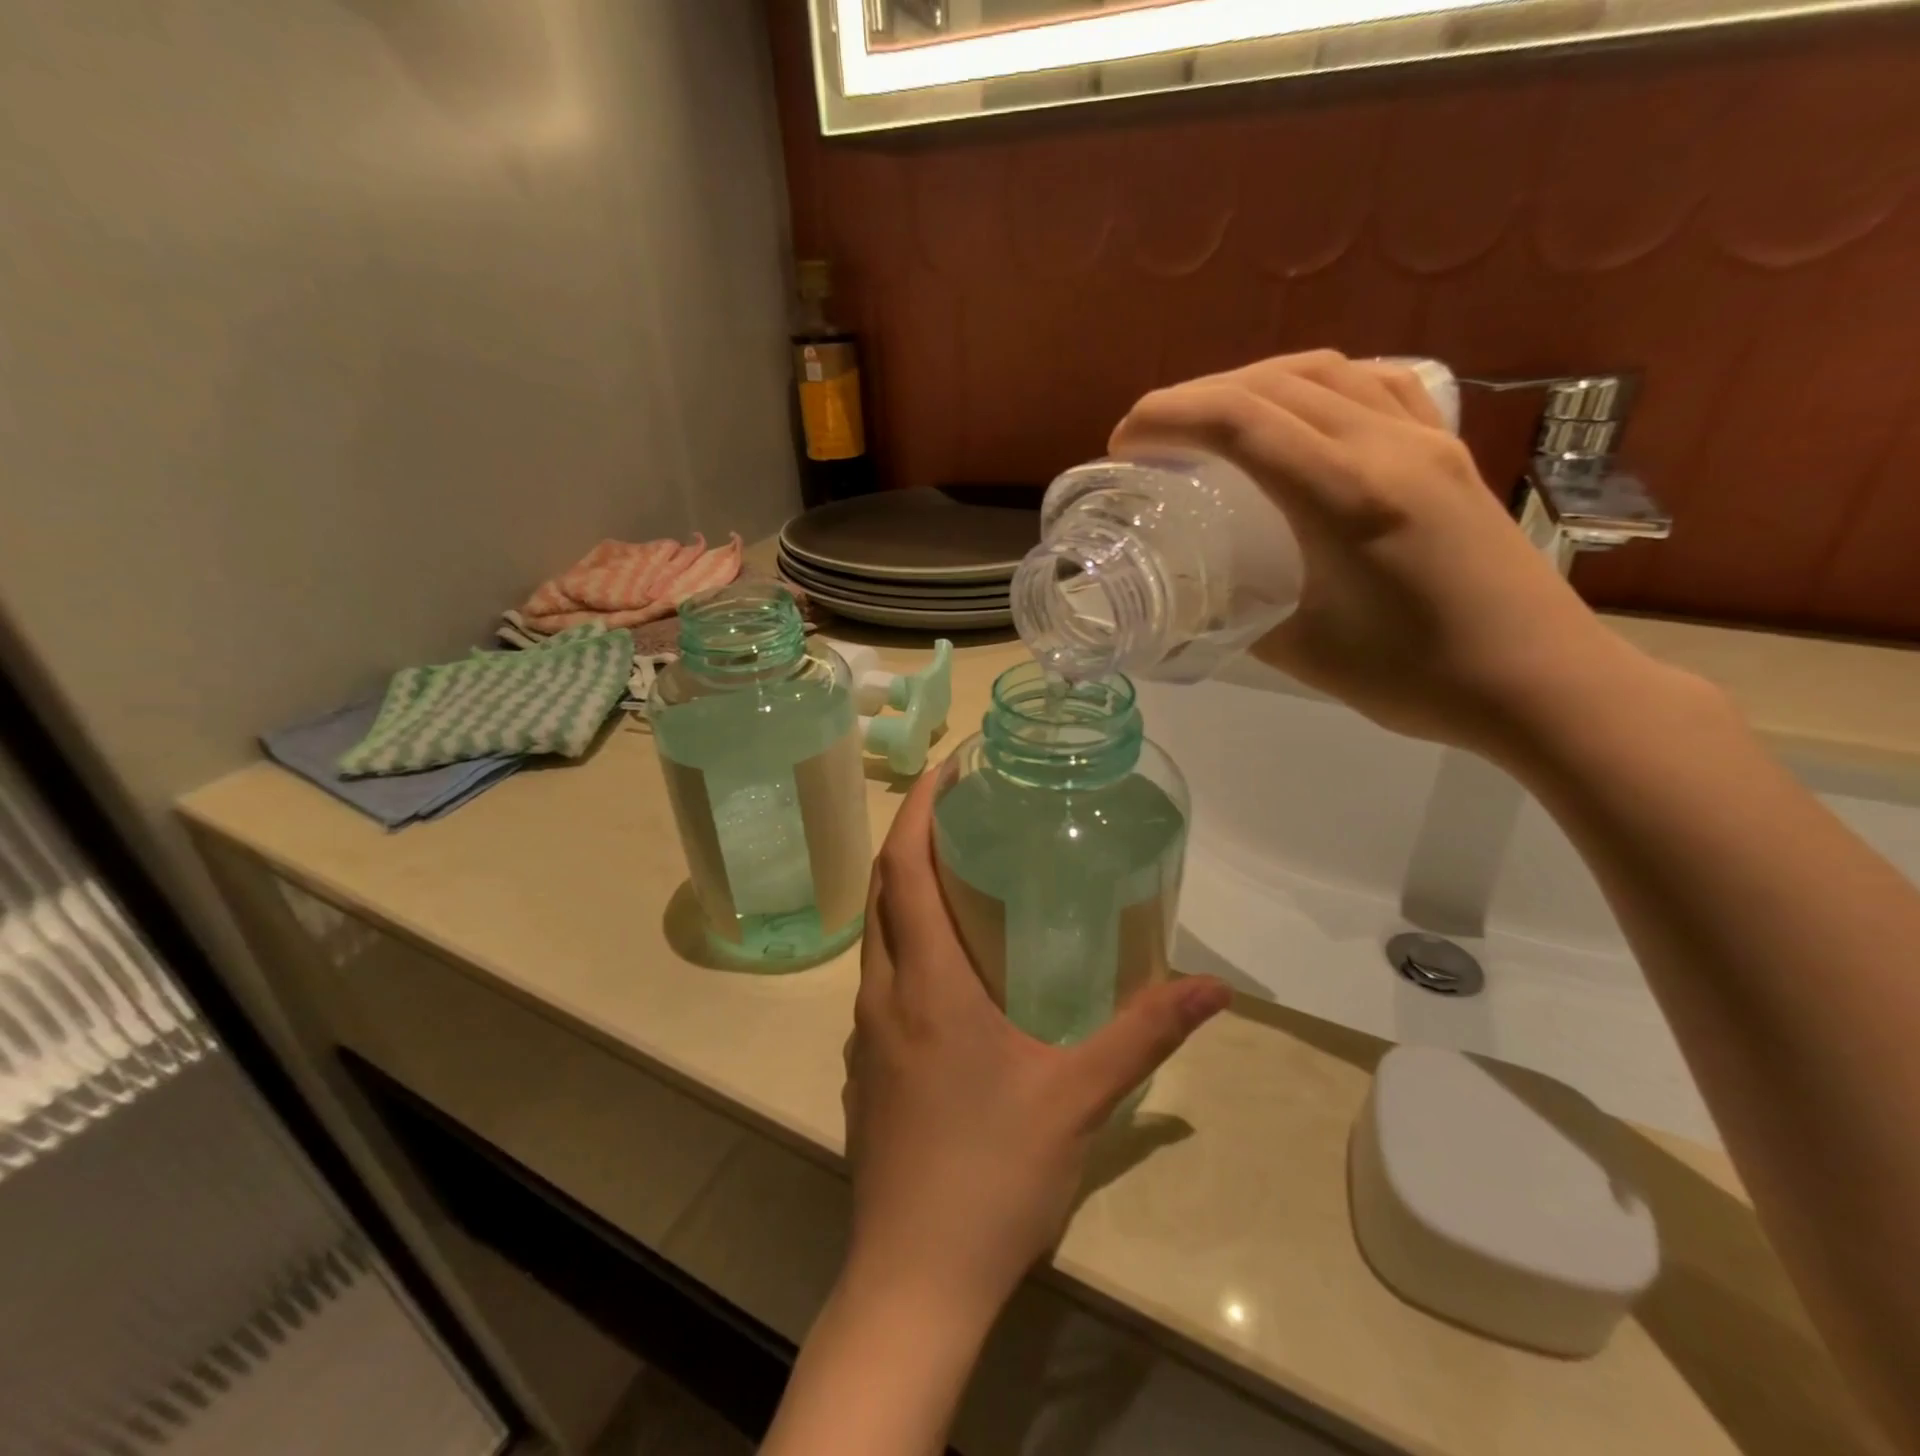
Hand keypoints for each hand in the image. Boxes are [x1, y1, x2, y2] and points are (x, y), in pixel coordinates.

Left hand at [842, 772, 1230, 1319]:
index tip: (948, 768)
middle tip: (961, 812)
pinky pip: (879, 983)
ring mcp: (864, 1035)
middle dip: (913, 840)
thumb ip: (1147, 1031)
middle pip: (882, 893)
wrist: (915, 1279)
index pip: (904, 869)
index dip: (920, 809)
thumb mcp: (1080, 1095)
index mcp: (925, 982)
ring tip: (957, 878)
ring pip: (876, 938)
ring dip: (906, 895)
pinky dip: (905, 948)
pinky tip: (948, 972)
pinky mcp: (865, 1070)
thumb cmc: (994, 1173)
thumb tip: (1214, 987)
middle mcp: (882, 995)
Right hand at [1110, 350, 1677, 758]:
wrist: (1541, 681)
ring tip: (1210, 420)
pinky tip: (1297, 411)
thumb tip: (1196, 598)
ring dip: (1250, 383)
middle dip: (1193, 397)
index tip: (1124, 444)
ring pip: (1322, 372)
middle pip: (1271, 383)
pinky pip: (1373, 384)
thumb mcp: (1303, 653)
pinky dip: (1315, 384)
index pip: (1238, 421)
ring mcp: (1426, 439)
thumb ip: (1238, 615)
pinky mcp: (1448, 450)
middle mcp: (1386, 446)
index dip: (1166, 418)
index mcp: (1345, 495)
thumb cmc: (1418, 677)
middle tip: (1151, 437)